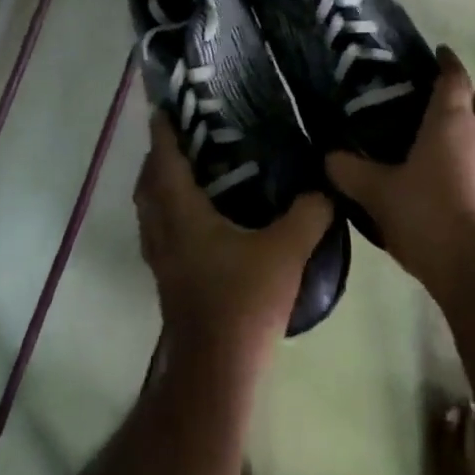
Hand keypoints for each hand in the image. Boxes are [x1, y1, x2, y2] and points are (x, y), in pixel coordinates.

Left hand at [135, 111, 332, 367]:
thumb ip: (309, 212)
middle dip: (159, 155)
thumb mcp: (286, 251)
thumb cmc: (244, 302)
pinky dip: (169, 211)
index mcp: (183, 215)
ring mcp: (162, 259)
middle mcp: (163, 231)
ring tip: (190, 168)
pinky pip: (160, 230)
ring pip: (150, 209)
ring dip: (161, 184)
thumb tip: (326, 186)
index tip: (165, 105)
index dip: (162, 131)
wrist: (216, 370)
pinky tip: (200, 216)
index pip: (165, 161)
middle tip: (184, 134)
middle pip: (148, 183)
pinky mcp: (169, 279)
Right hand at [326, 46, 474, 299]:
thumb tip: (329, 158)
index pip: (456, 77)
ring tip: (441, 156)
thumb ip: (351, 172)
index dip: (448, 62)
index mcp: (452, 121)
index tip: (439, 54)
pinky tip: (449, 190)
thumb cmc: (427, 215)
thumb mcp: (377, 193)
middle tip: (451, 109)